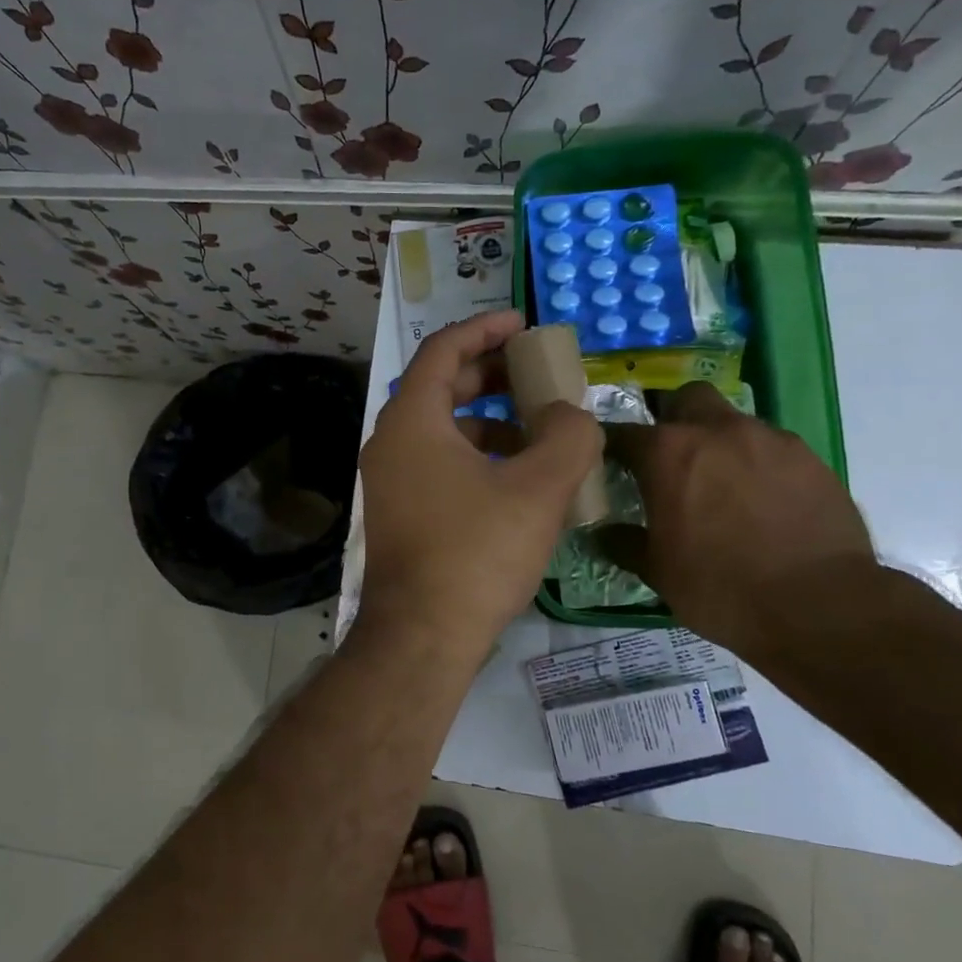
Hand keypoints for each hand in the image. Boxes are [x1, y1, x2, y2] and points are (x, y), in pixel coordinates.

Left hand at [356, 311, 602, 666]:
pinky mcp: (400, 513)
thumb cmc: (477, 552)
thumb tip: (571, 414)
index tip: (522, 324)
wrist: (423, 637)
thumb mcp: (538, 489)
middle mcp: (391, 443)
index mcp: (412, 421)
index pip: (443, 351)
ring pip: (443, 431)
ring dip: (490, 422)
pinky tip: (517, 480)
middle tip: (538, 374)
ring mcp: (390, 481)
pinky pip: (439, 465)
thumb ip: (568, 436)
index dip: (484, 329)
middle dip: (492, 376)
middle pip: (442, 388)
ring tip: (540, 432)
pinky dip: (477, 458)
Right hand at [601, 382, 877, 662]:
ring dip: (720, 444)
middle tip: (672, 460)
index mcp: (668, 453)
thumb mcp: (658, 572)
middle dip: (673, 420)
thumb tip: (604, 533)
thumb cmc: (720, 587)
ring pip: (733, 422)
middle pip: (686, 399)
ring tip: (724, 488)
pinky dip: (759, 465)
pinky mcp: (810, 458)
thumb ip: (625, 543)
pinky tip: (763, 503)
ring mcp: (769, 439)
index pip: (622, 432)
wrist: (819, 606)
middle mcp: (717, 431)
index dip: (610, 447)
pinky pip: (772, 449)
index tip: (608, 464)